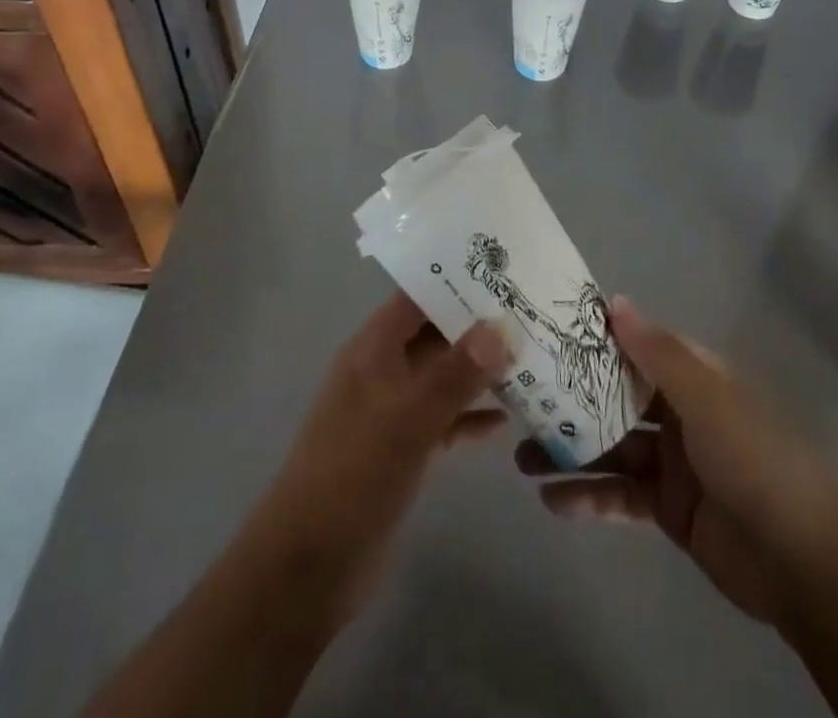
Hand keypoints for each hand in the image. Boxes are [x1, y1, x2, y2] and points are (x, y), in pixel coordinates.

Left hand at [249, 292, 510, 622]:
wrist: (306, 568)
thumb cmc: (354, 475)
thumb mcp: (409, 420)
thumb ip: (456, 373)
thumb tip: (501, 325)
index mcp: (373, 349)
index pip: (418, 296)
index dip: (456, 280)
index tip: (505, 271)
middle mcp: (382, 369)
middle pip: (434, 334)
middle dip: (478, 325)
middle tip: (530, 312)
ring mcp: (391, 411)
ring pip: (442, 377)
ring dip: (479, 371)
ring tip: (531, 358)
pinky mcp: (401, 449)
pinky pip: (442, 419)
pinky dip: (469, 416)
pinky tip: (506, 421)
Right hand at [515, 296, 837, 627]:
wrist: (805, 563)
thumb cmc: (754, 460)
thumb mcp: (706, 398)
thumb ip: (657, 353)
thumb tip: (615, 301)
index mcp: (693, 376)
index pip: (636, 347)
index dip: (594, 341)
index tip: (546, 337)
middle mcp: (679, 411)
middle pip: (615, 398)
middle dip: (571, 401)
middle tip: (520, 402)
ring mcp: (673, 461)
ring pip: (611, 447)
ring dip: (571, 451)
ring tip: (521, 459)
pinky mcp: (668, 508)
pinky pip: (620, 495)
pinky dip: (588, 498)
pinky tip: (552, 502)